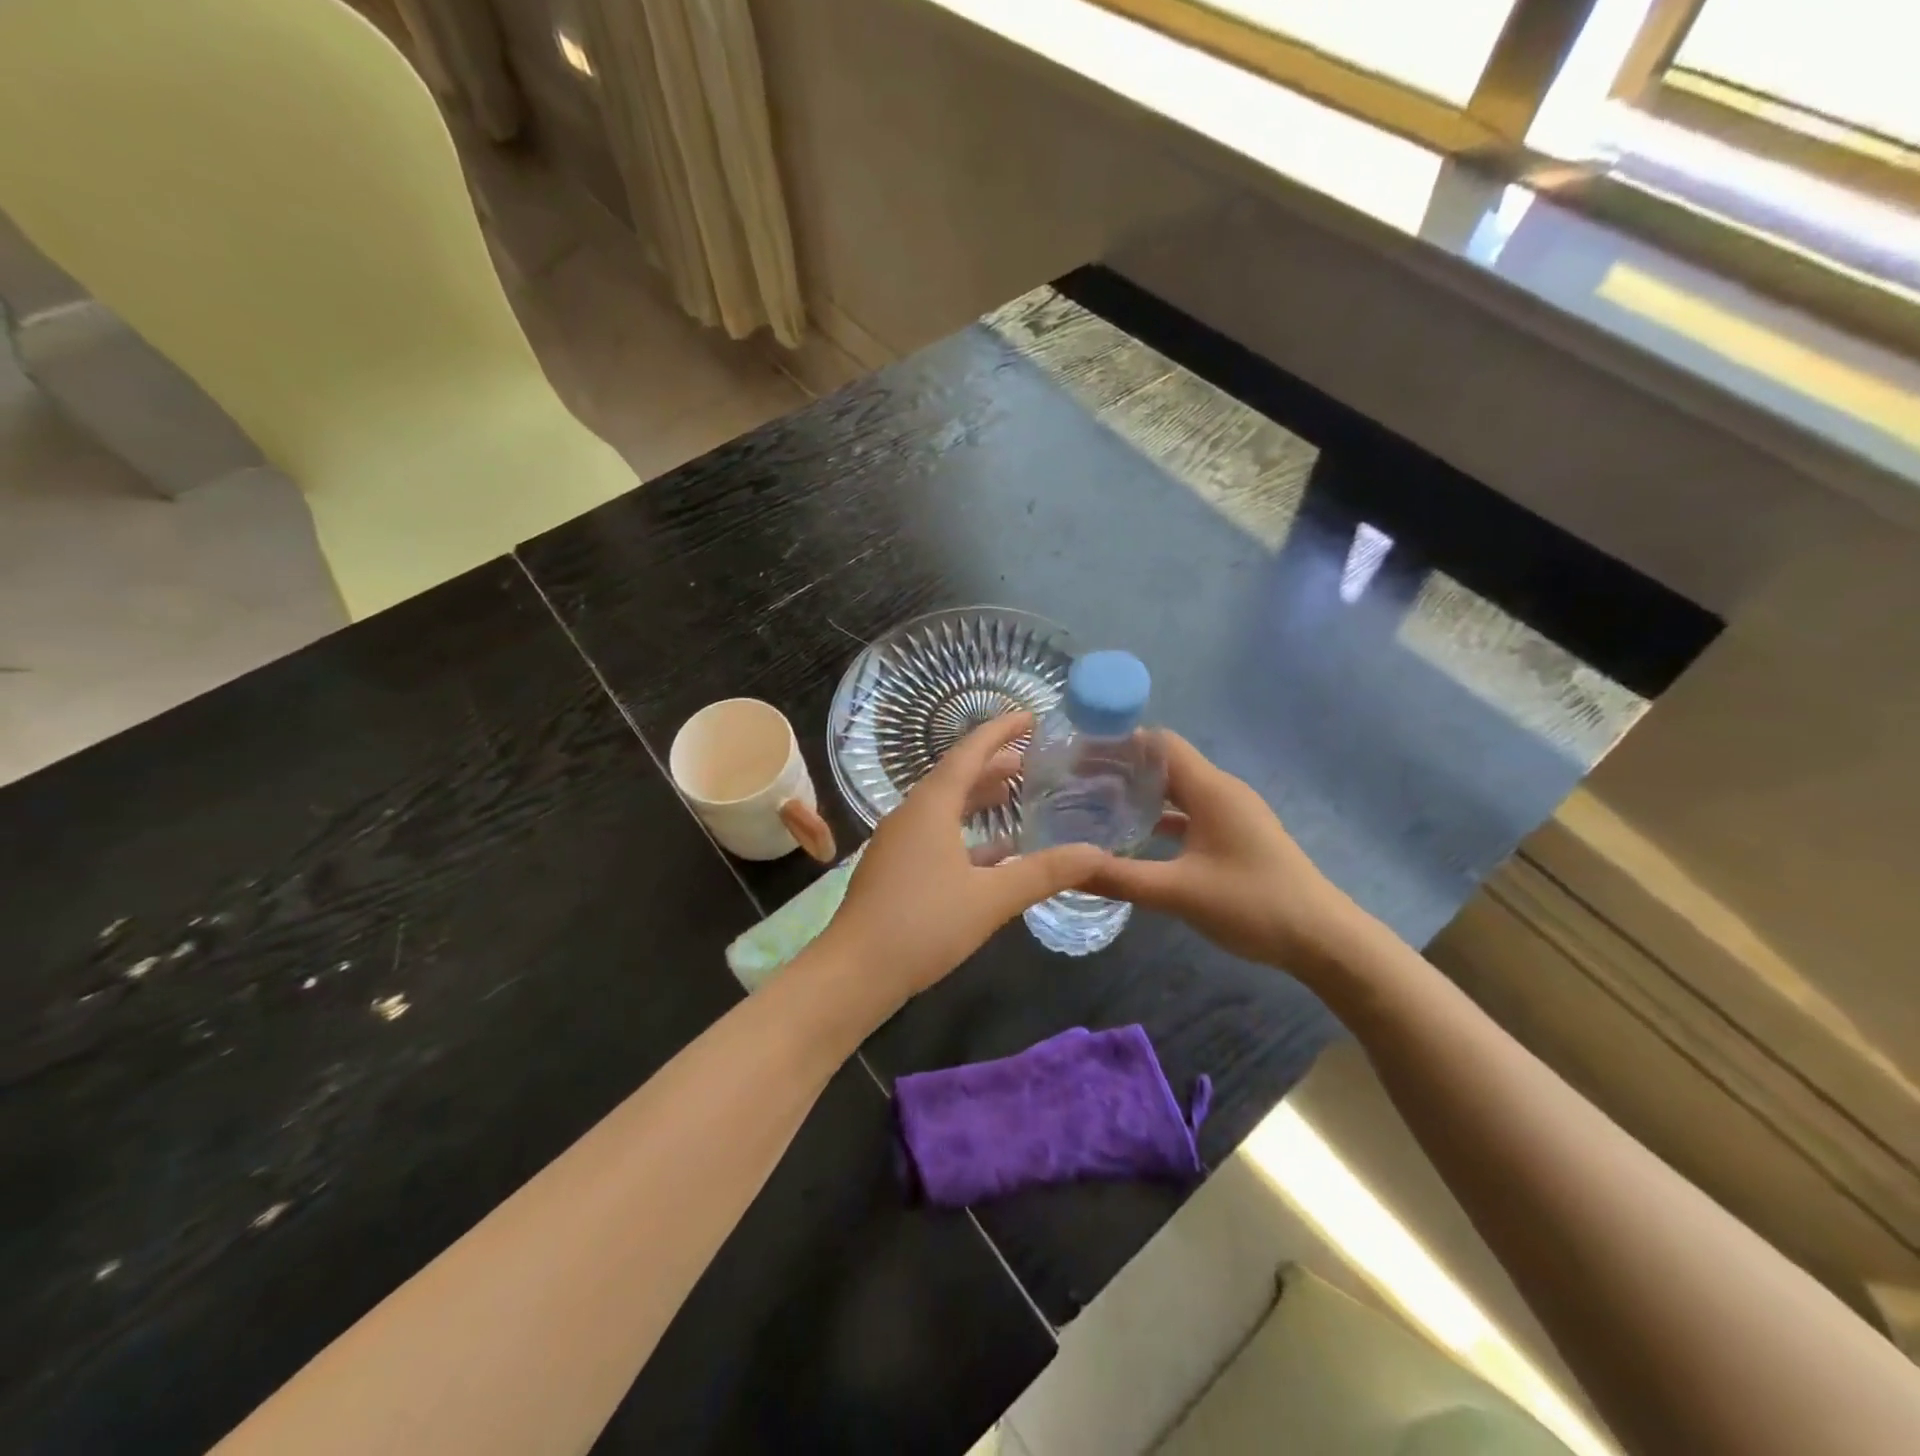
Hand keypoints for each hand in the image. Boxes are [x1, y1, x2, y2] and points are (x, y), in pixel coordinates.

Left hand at [820, 713, 1103, 1004]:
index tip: (1030, 716)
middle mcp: (911, 815)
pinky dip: (966, 832)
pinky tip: (992, 851)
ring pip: (945, 807)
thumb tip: (1095, 854)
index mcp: (930, 807)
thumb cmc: (923, 924)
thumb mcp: (992, 898)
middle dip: (993, 765)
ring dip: (978, 798)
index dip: (1000, 731)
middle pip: (956, 777)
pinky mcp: (895, 869)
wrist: (855, 972)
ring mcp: (898, 842)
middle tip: (1031, 760)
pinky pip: (936, 834)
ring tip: (1014, 794)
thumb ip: (1044, 873)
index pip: (969, 753)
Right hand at [1081, 732, 1366, 976]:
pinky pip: (1191, 812)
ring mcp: (1232, 813)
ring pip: (1178, 789)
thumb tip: (1065, 868)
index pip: (1158, 742)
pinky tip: (1136, 834)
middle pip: (1165, 762)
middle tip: (1076, 781)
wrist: (1322, 939)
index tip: (1078, 754)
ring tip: (1097, 803)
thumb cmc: (1252, 904)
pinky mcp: (1236, 835)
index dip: (1118, 742)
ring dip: (1141, 792)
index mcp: (1210, 789)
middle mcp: (1221, 791)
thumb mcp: (1178, 892)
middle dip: (1122, 767)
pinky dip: (1162, 815)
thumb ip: (1119, 877)